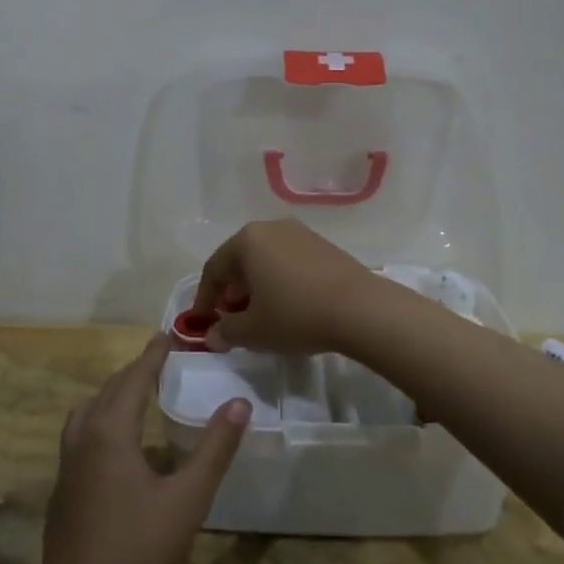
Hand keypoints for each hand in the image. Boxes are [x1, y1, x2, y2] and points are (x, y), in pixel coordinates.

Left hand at [38, 335, 249, 563]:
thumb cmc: (139, 547)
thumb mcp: (188, 498)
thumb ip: (215, 449)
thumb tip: (240, 403)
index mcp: (111, 432)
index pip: (133, 380)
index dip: (152, 356)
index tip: (166, 335)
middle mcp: (83, 440)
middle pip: (107, 392)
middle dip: (132, 372)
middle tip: (156, 360)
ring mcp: (65, 467)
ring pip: (85, 413)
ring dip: (110, 395)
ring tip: (132, 394)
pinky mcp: (60, 492)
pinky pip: (78, 436)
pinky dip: (98, 420)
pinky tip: (113, 445)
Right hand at [192, 219, 393, 355]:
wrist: (360, 309)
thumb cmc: (296, 314)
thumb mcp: (253, 331)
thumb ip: (226, 332)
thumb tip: (213, 335)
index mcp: (247, 240)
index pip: (214, 268)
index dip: (204, 298)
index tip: (202, 323)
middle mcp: (271, 228)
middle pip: (240, 259)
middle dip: (231, 290)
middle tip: (229, 317)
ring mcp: (301, 234)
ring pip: (266, 259)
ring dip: (256, 285)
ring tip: (258, 314)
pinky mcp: (324, 246)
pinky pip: (289, 262)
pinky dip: (279, 281)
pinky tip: (287, 305)